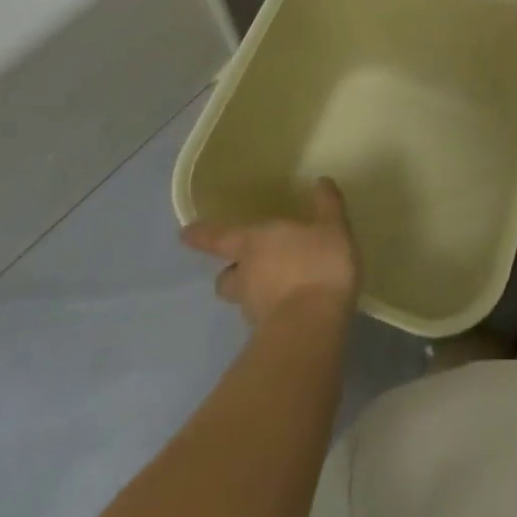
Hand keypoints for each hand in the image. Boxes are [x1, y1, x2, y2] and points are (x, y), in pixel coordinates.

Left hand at [181, 179, 359, 328]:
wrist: (313, 328)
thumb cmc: (317, 264)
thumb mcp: (331, 227)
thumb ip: (326, 205)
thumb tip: (321, 182)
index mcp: (253, 243)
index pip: (219, 238)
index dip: (202, 235)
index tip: (184, 234)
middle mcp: (245, 275)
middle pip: (226, 275)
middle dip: (232, 270)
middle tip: (247, 264)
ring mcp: (252, 309)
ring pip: (242, 298)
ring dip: (252, 292)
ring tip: (278, 286)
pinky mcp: (264, 334)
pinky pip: (263, 316)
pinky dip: (272, 310)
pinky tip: (293, 306)